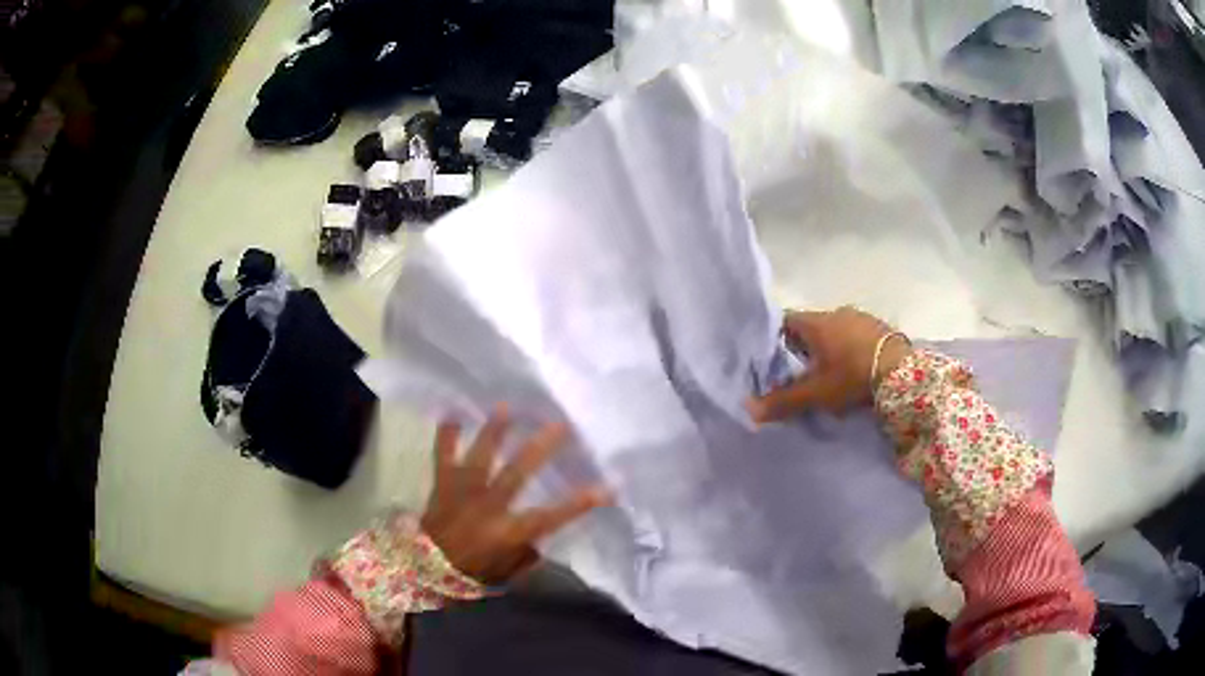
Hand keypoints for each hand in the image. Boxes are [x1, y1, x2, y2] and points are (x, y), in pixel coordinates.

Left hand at [420, 406, 610, 584]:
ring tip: (507, 407)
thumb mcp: (506, 572)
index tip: (605, 489)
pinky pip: (442, 454)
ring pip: (481, 456)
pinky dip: (446, 435)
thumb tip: (545, 539)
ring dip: (495, 432)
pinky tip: (452, 414)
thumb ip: (527, 555)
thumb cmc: (470, 572)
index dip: (577, 504)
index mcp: (505, 532)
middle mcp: (486, 506)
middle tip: (559, 426)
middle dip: (540, 449)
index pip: (548, 517)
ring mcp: (461, 491)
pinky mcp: (442, 483)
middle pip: (516, 474)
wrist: (423, 567)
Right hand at [746, 306, 911, 422]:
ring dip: (828, 348)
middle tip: (797, 373)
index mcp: (815, 322)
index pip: (784, 321)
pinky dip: (848, 348)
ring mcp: (860, 317)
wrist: (902, 372)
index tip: (771, 361)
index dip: (774, 339)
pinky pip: (854, 335)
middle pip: (809, 326)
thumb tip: (747, 409)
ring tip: (827, 373)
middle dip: (801, 348)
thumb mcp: (815, 393)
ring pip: (833, 330)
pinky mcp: (879, 327)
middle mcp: (835, 312)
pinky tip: (852, 368)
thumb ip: (782, 401)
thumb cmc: (852, 376)